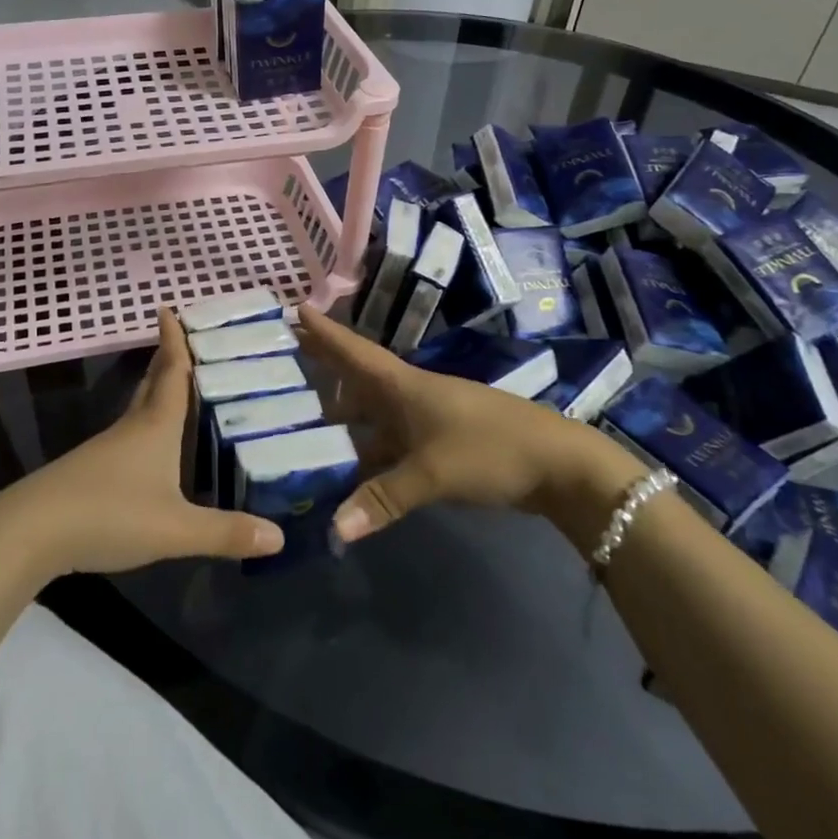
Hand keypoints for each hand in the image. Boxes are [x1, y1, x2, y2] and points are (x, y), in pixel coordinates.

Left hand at [0, 308, 284, 576]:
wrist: (33, 531)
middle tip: (182, 339)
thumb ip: (225, 532)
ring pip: (138, 408)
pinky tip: (151, 446)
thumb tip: (279, 536)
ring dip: (156, 391)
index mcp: (155, 427)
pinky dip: (145, 424)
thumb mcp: (175, 529)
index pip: (171, 374)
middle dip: (166, 359)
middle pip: (152, 384)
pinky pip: (128, 435)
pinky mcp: (92, 470)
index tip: (169, 308)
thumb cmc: (110, 514)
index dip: (174, 342)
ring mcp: (107, 449)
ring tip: (176, 387)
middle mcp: (131, 428)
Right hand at [297, 306, 643, 551]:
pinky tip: (346, 471)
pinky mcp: (437, 443)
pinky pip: (386, 441)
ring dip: (340, 418)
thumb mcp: (432, 473)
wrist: (558, 465)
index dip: (323, 332)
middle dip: (321, 371)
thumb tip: (333, 531)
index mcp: (402, 386)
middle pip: (355, 379)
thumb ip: (382, 499)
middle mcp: (407, 395)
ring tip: (299, 424)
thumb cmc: (489, 449)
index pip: (353, 351)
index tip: (293, 307)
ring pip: (370, 414)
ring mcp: (423, 419)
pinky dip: (364, 452)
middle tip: (279, 365)